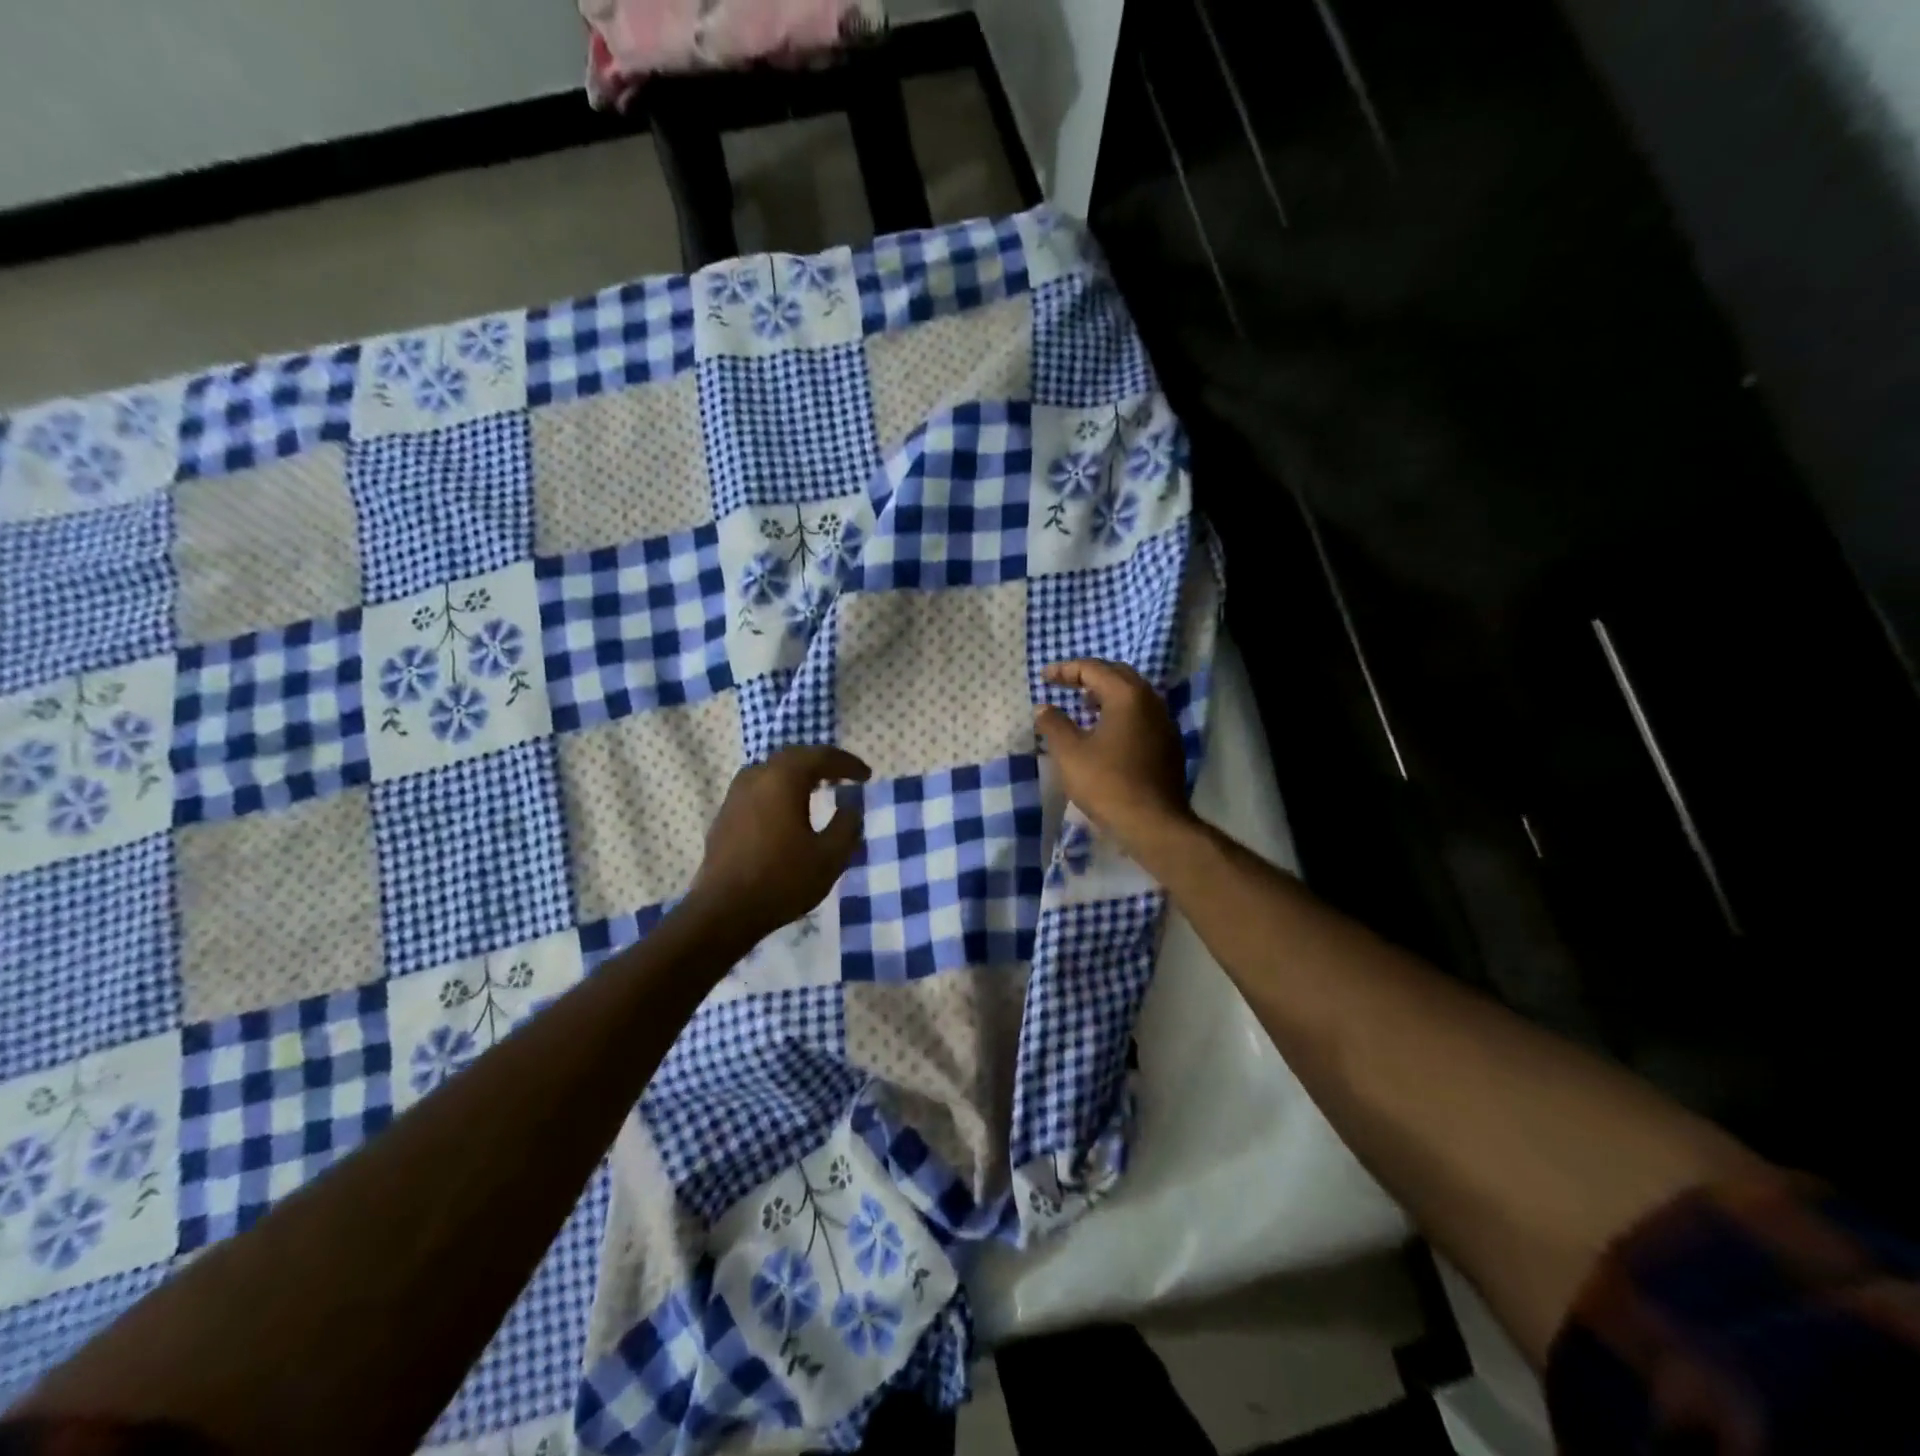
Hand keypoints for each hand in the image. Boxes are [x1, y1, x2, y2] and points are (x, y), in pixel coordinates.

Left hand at [687, 745, 871, 945]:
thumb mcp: (830, 856)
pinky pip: (758, 789)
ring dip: (798, 775)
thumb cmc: (782, 880)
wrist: (724, 912)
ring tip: (817, 789)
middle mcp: (756, 777)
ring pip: (772, 772)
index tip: (866, 776)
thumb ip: (847, 825)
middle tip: (843, 776)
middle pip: (794, 758)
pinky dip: (779, 790)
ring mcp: (735, 795)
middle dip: (821, 764)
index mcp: (783, 779)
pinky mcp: (725, 815)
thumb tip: (851, 807)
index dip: (847, 764)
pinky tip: (788, 811)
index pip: (821, 757)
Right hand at [1034, 660, 1194, 860]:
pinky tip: (1105, 732)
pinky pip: (1141, 715)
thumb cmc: (1107, 783)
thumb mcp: (1069, 753)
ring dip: (1106, 694)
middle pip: (1117, 675)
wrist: (1153, 823)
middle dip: (1089, 676)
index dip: (1065, 670)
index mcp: (1127, 695)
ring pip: (1133, 695)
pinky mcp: (1168, 744)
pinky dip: (1120, 713)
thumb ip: (1053, 724)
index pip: (1093, 669)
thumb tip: (1043, 708)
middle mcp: (1151, 701)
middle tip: (1065, 684)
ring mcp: (1164, 722)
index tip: (1044, 677)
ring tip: (1082, 706)